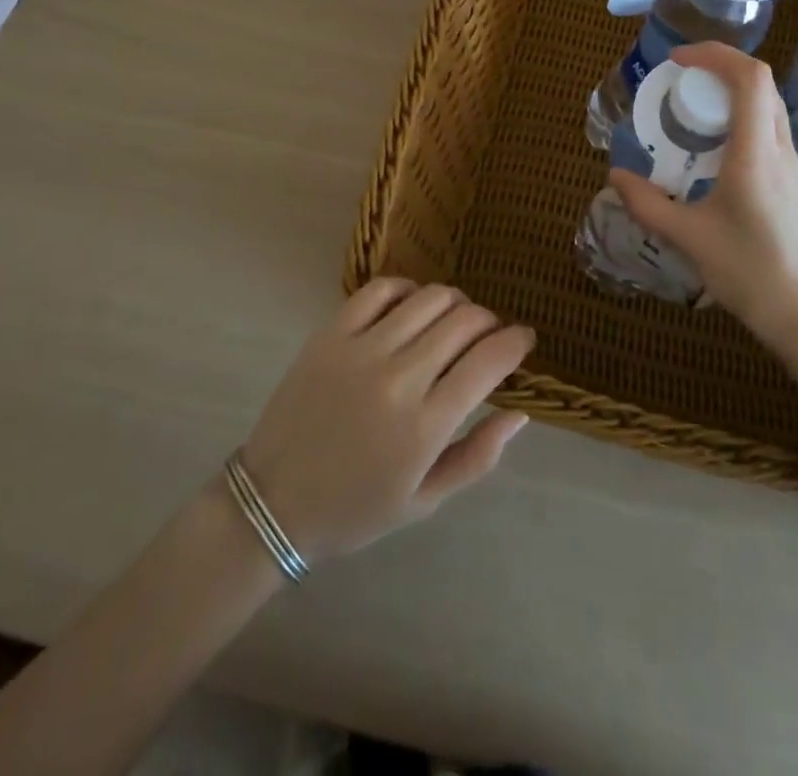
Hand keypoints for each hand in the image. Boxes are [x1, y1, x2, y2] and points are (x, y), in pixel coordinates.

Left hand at [240, 279, 534, 563]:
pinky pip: (379, 290)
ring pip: (428, 299)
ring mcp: (360, 350)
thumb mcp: (425, 501)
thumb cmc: (355, 509)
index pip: (489, 362)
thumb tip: (521, 412)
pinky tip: (413, 304)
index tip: (525, 338)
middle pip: (464, 322)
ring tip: (455, 319)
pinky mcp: (330, 334)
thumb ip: (478, 456)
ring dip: (455, 302)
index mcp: (424, 426)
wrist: (272, 502)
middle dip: (490, 321)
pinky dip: (407, 288)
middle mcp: (397, 379)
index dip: (517, 342)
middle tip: (490, 333)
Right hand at [609, 42, 797, 348]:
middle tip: (679, 78)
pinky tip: (711, 144)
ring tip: (691, 105)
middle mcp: (778, 148)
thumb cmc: (748, 271)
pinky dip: (739, 114)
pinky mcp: (790, 179)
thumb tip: (615, 177)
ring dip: (731, 90)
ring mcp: (789, 163)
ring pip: (767, 103)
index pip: (750, 78)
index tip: (678, 60)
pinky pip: (767, 126)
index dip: (715, 55)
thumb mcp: (687, 237)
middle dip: (719, 66)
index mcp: (755, 153)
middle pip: (761, 83)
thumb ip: (647, 204)